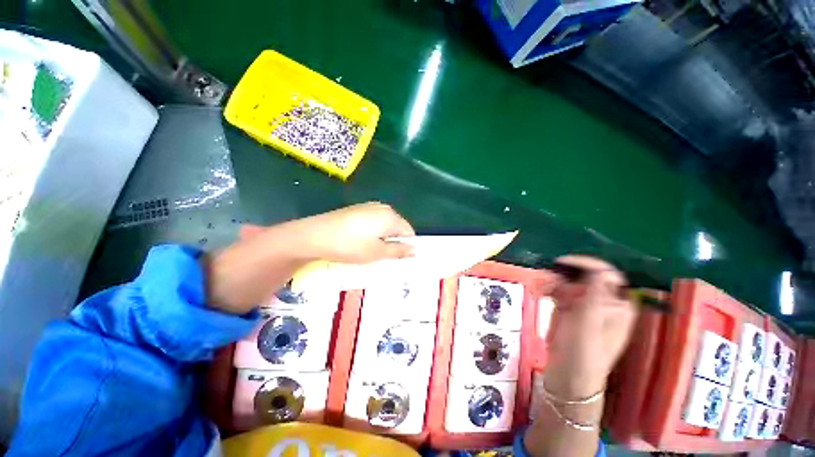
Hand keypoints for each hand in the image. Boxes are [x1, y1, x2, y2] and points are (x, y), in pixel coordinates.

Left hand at [293, 202, 414, 262]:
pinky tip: (359, 242)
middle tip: (384, 257)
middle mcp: (382, 208)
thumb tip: (414, 250)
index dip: (407, 246)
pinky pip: (373, 222)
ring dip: (382, 238)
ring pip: (384, 225)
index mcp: (390, 216)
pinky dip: (372, 233)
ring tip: (370, 251)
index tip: (399, 260)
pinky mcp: (356, 209)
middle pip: (397, 227)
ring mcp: (368, 207)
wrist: (314, 235)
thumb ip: (398, 251)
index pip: (409, 232)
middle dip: (394, 242)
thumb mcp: (377, 252)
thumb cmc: (350, 245)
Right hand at [544, 256, 637, 398]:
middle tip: (545, 275)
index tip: (563, 262)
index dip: (587, 265)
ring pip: (568, 283)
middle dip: (564, 274)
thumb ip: (595, 296)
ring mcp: (583, 307)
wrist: (567, 378)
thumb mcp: (589, 324)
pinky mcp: (568, 311)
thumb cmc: (582, 353)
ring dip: (552, 281)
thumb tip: (603, 270)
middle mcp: (602, 303)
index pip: (607, 275)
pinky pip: (558, 292)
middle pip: (584, 277)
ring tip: (538, 286)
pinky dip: (547, 290)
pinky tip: (538, 292)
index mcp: (616, 306)